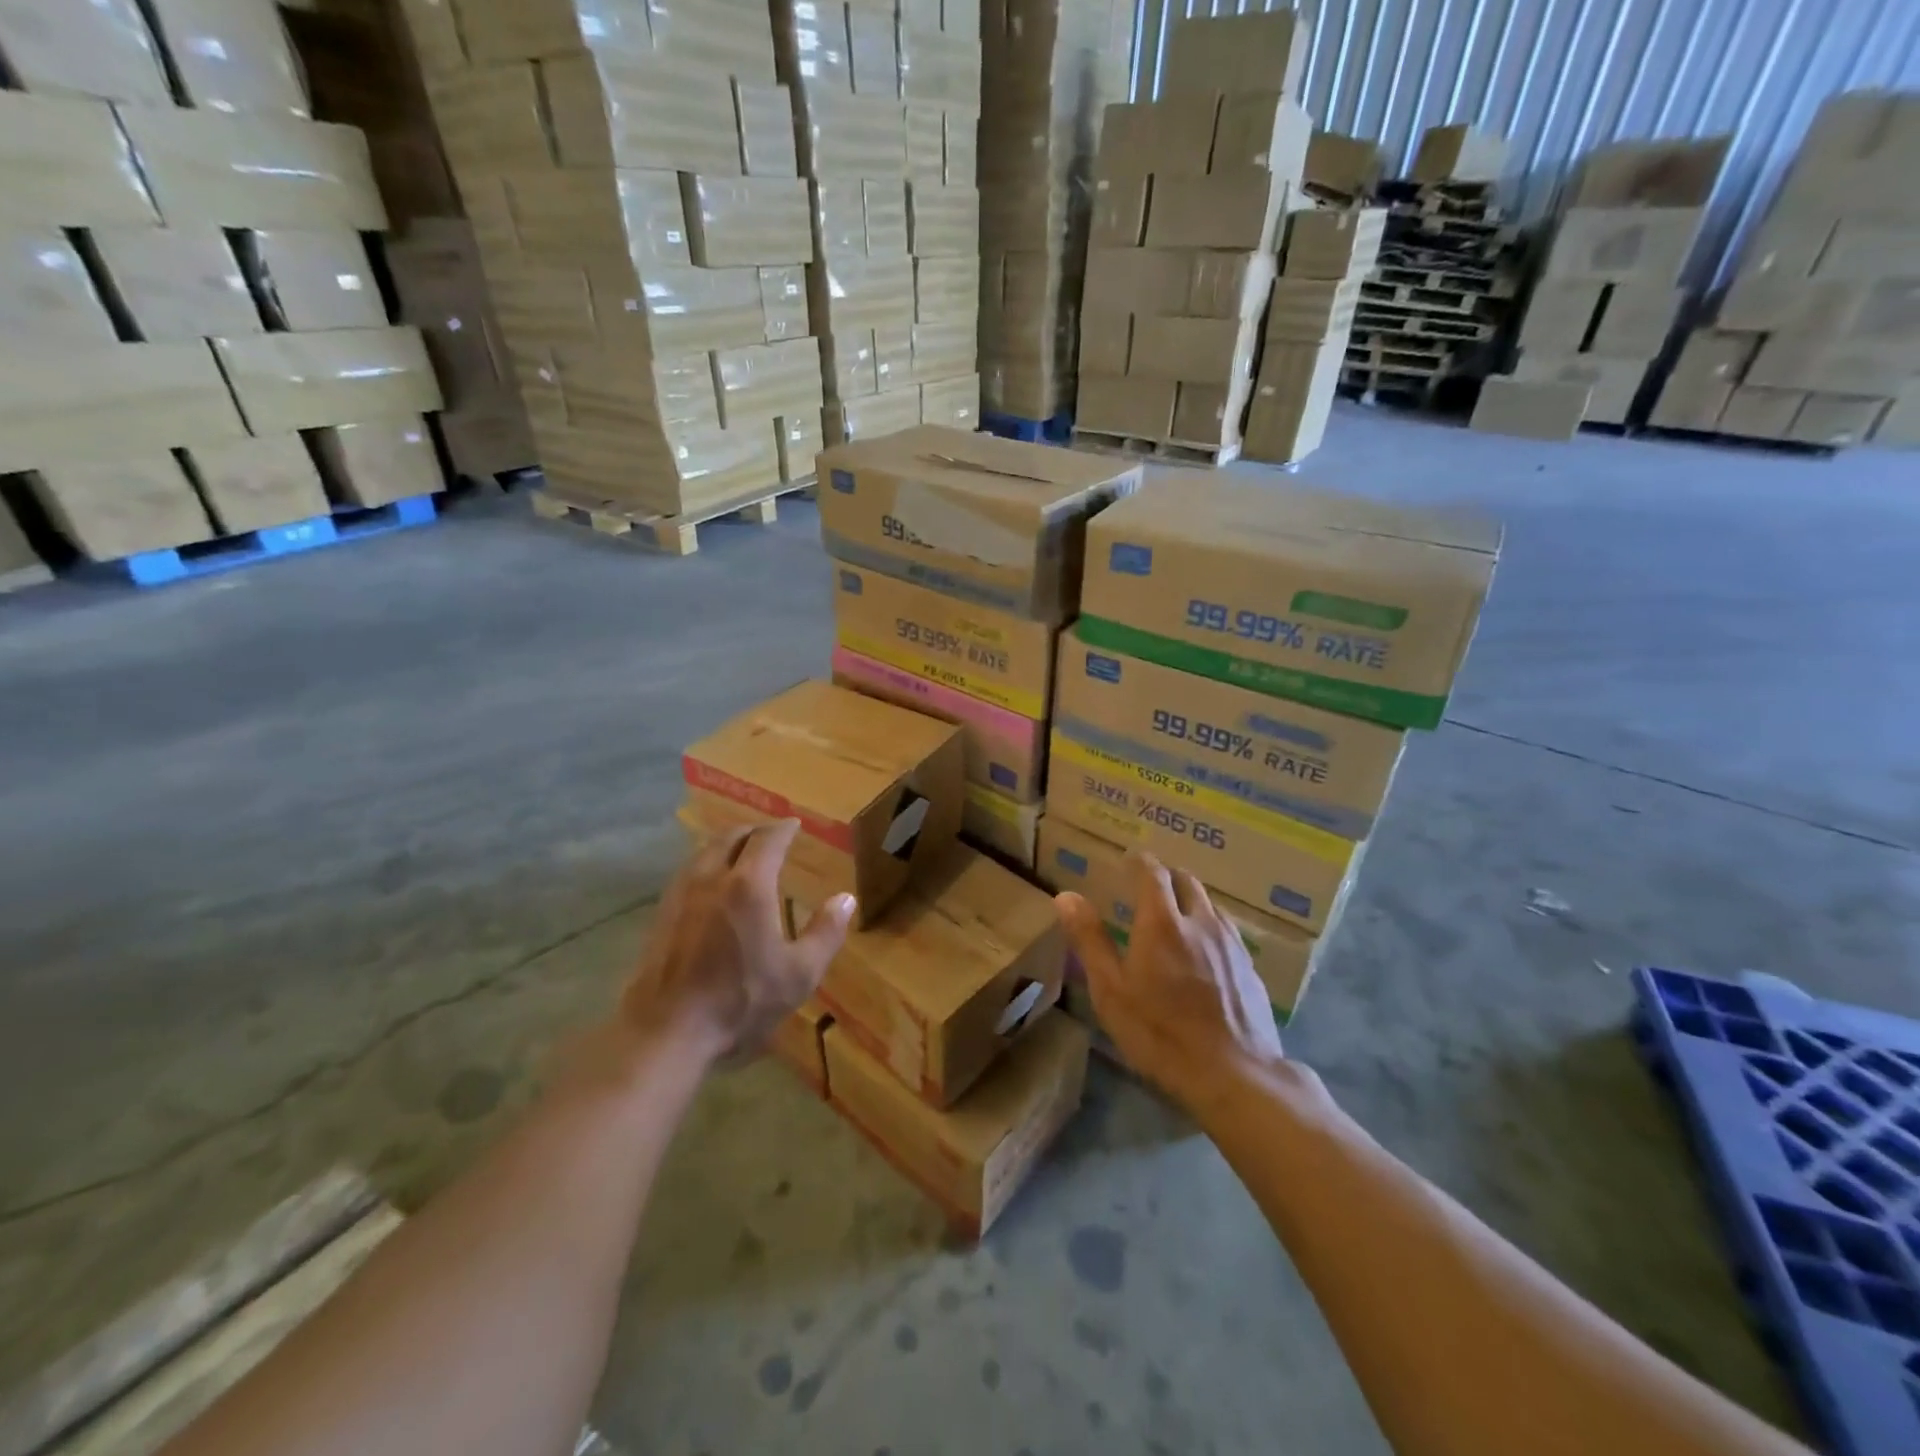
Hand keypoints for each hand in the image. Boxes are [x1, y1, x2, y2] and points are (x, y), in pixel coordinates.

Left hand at [622, 819, 854, 1065]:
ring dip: (726, 845)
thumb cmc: (740, 1002)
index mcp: (749, 885)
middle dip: (754, 831)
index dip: (784, 829)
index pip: (768, 840)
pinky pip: (687, 873)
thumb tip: (845, 899)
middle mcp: (712, 878)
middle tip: (770, 835)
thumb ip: (825, 933)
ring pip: (704, 852)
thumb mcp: (799, 974)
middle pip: (731, 838)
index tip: (795, 824)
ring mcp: (680, 895)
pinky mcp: (660, 915)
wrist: (666, 1032)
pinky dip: (706, 865)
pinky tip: (710, 886)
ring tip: (740, 854)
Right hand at [1055, 851, 1282, 1105]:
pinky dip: (1209, 926)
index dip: (1140, 862)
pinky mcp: (1250, 967)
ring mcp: (1231, 943)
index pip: (1152, 872)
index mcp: (1161, 922)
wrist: (1234, 1075)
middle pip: (1186, 881)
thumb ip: (1090, 940)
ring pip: (1210, 904)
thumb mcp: (1111, 991)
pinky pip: (1227, 930)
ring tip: (1175, 916)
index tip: (1129, 859)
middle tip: (1148, 888)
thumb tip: (1066, 896)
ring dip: (1190, 900)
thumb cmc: (1159, 1033)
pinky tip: (1204, 952)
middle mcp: (1200, 921)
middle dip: (1166, 877)